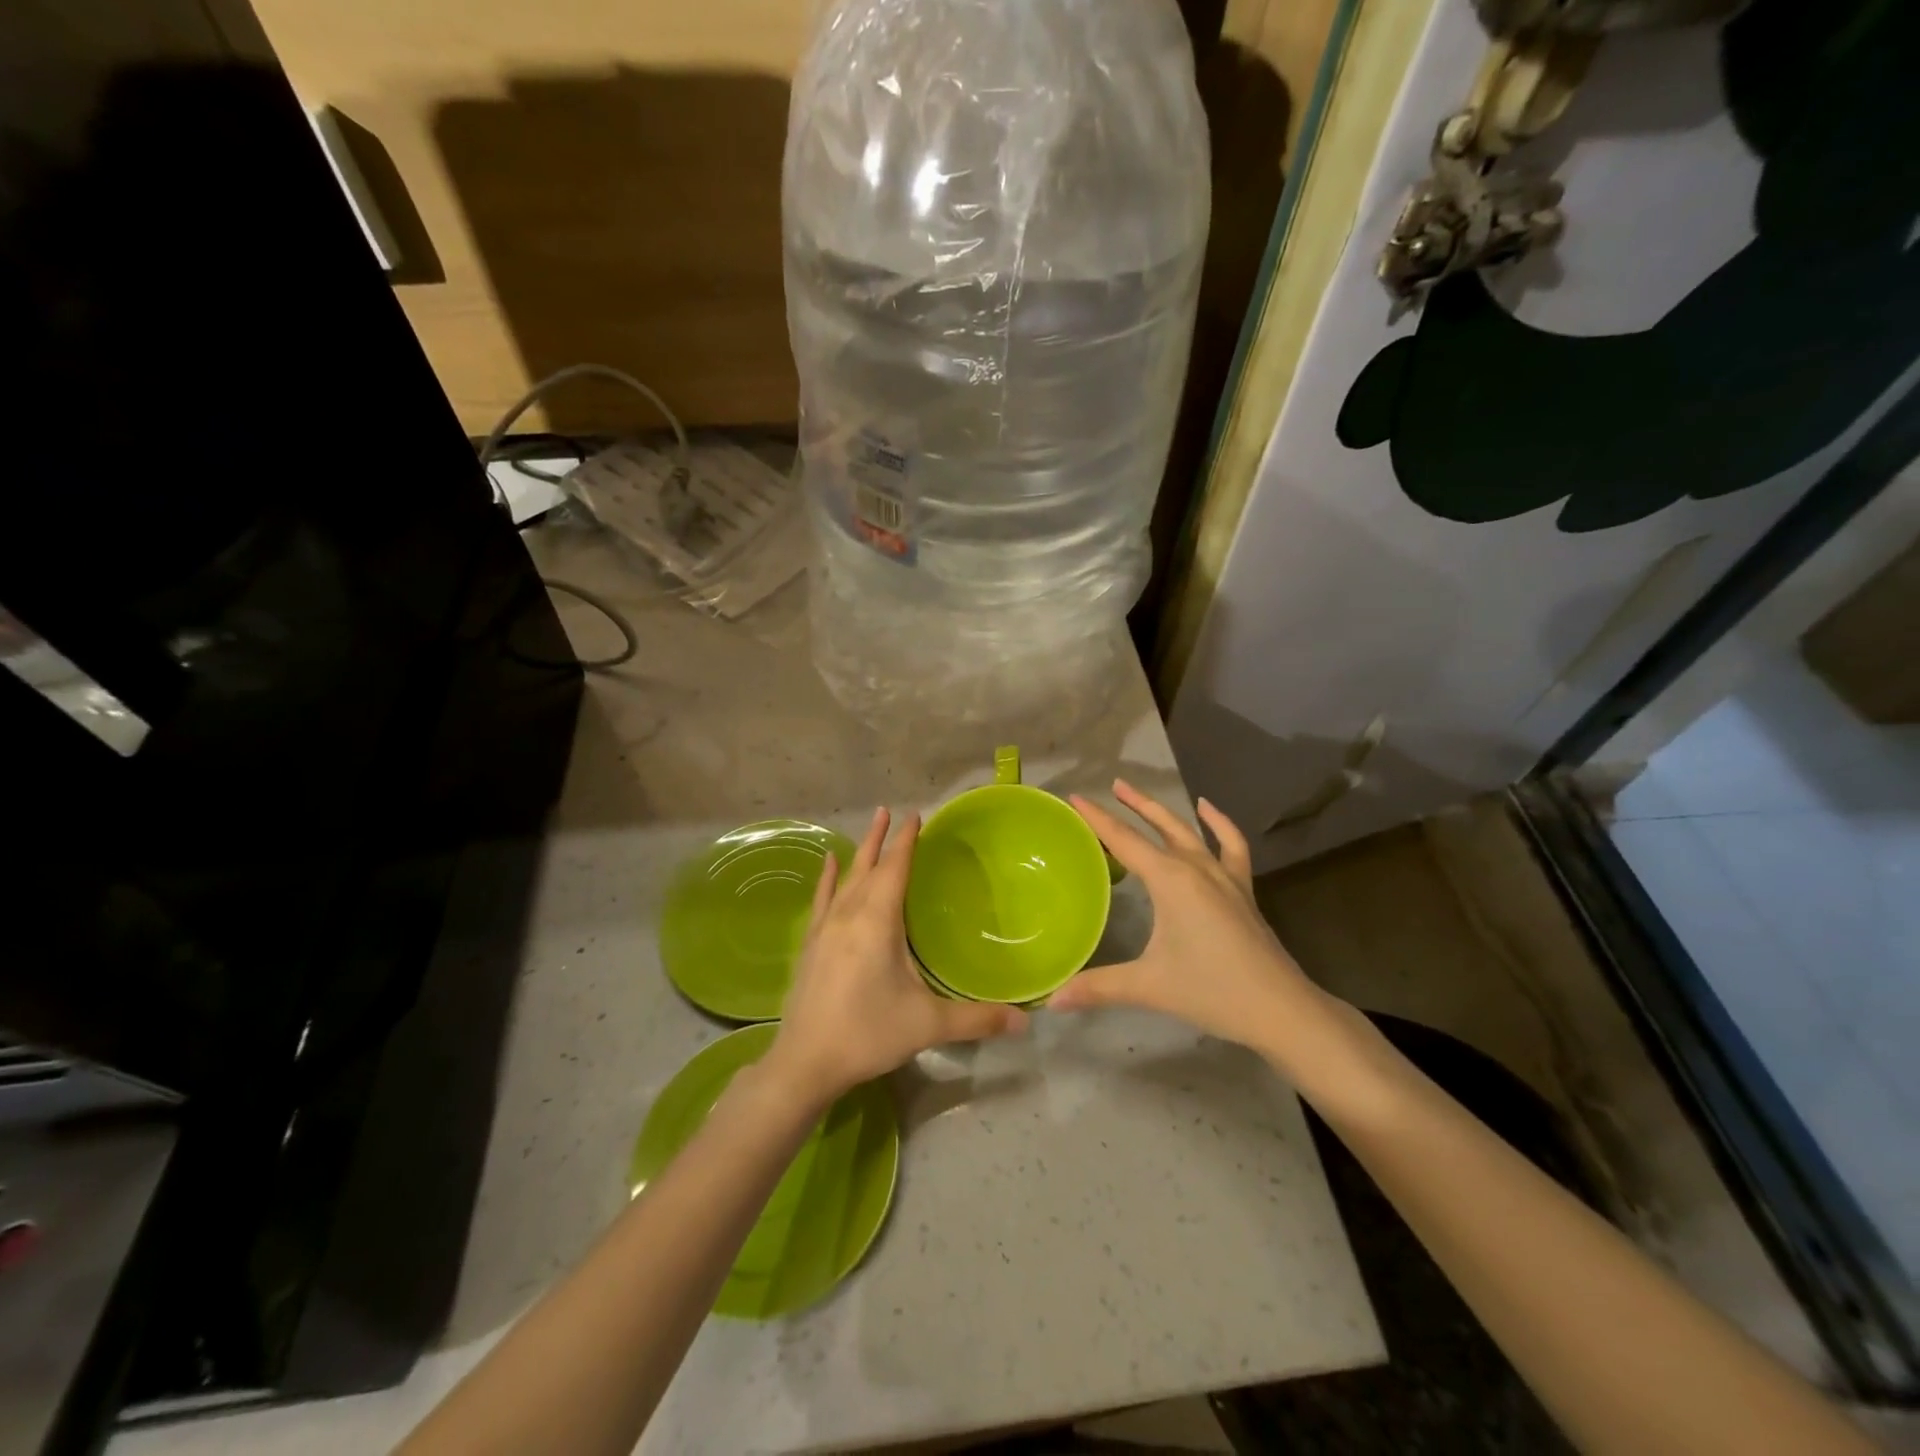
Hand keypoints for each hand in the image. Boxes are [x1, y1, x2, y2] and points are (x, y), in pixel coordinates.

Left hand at [767, 807, 1026, 1104]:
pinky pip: (822, 898)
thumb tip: (1024, 1022)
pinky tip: (827, 864)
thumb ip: (976, 1020)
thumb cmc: (868, 1033)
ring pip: (845, 878)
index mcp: (877, 921)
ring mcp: (824, 928)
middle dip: (882, 838)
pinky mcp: (810, 944)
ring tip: (870, 826)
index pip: (896, 869)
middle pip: (868, 865)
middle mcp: (849, 914)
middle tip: (890, 810)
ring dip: (860, 852)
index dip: (907, 841)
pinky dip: (827, 877)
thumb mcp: (927, 1025)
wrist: (805, 1062)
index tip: (916, 816)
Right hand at [1048, 781, 1324, 1055]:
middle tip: (1111, 785)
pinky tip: (1208, 810)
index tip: (1075, 797)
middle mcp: (1196, 868)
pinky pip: (1231, 845)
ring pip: (1189, 831)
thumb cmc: (1212, 991)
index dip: (1097, 819)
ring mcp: (1224, 876)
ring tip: (1143, 795)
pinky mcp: (1242, 889)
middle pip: (1159, 825)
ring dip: (1164, 811)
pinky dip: (1219, 824)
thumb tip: (1052, 1000)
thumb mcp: (1148, 986)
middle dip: (1133, 804)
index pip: (1124, 841)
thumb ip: (1098, 987)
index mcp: (1171, 880)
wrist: (1281, 1009)